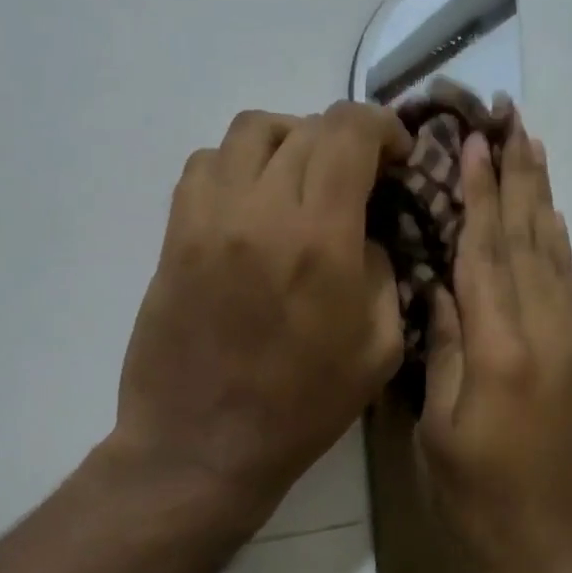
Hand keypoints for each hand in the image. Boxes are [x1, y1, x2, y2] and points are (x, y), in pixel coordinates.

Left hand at [112, 104, 412, 540]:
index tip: (396, 154)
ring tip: (304, 178)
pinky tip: (256, 200)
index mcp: (320, 239)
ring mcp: (208, 217)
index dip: (382, 128)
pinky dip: (241, 163)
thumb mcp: (379, 348)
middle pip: (305, 127)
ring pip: (251, 131)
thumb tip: (364, 231)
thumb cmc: (302, 407)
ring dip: (290, 141)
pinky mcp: (175, 233)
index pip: (349, 133)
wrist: (203, 445)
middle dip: (344, 139)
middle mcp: (260, 210)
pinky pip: (206, 163)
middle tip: (358, 175)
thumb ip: (383, 272)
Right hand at [418, 124, 571, 572]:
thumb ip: (445, 354)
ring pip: (553, 255)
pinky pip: (567, 285)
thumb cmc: (484, 499)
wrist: (564, 544)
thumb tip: (441, 292)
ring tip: (535, 150)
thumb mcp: (441, 433)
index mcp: (499, 350)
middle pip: (528, 240)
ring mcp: (569, 342)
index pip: (485, 254)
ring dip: (543, 199)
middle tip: (514, 120)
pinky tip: (553, 221)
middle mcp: (542, 332)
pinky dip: (558, 245)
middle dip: (519, 177)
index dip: (481, 195)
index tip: (477, 142)